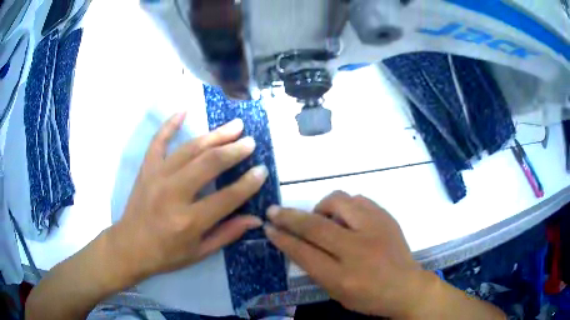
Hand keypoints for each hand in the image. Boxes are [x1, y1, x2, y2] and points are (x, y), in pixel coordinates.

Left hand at [109, 113, 267, 279]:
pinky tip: (183, 111)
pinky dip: (170, 125)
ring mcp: (157, 177)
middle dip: (233, 150)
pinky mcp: (146, 170)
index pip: (227, 197)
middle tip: (250, 141)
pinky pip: (158, 142)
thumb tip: (255, 219)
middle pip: (208, 164)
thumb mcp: (199, 252)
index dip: (248, 183)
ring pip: (189, 149)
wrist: (129, 247)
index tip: (262, 170)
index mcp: (189, 221)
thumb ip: (227, 233)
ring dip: (214, 135)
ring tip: (233, 126)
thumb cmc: (166, 255)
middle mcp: (173, 194)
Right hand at [264, 191, 427, 317]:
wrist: (407, 287)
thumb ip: (316, 269)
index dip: (282, 238)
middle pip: (315, 225)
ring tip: (322, 219)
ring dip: (321, 207)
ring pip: (338, 201)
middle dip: (289, 216)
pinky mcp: (387, 217)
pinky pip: (358, 199)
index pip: (304, 253)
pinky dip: (345, 206)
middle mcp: (358, 250)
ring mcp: (375, 229)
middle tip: (274, 211)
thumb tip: (295, 243)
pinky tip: (346, 218)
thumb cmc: (369, 297)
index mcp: (343, 277)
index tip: (268, 227)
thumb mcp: (337, 293)